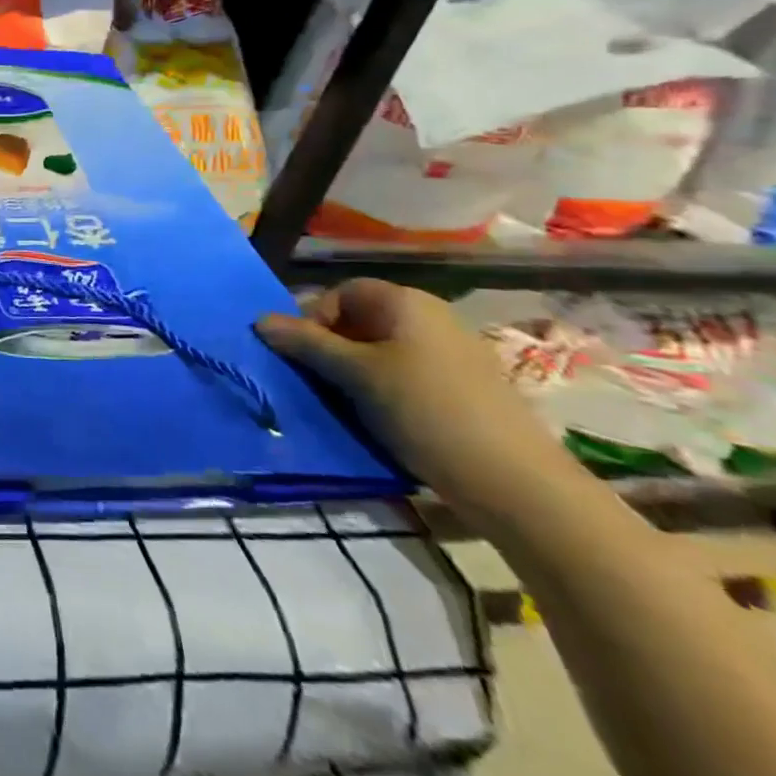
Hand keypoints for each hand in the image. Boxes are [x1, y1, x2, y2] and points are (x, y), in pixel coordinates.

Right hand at [255, 279, 579, 525]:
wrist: (515, 482)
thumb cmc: (424, 410)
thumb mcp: (355, 375)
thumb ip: (306, 344)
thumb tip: (260, 320)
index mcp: (406, 302)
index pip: (341, 293)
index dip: (314, 318)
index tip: (304, 356)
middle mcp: (430, 317)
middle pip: (361, 320)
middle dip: (332, 348)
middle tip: (319, 382)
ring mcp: (452, 354)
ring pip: (382, 352)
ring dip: (355, 373)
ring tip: (347, 405)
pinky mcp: (464, 389)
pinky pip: (407, 376)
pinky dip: (384, 391)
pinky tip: (383, 421)